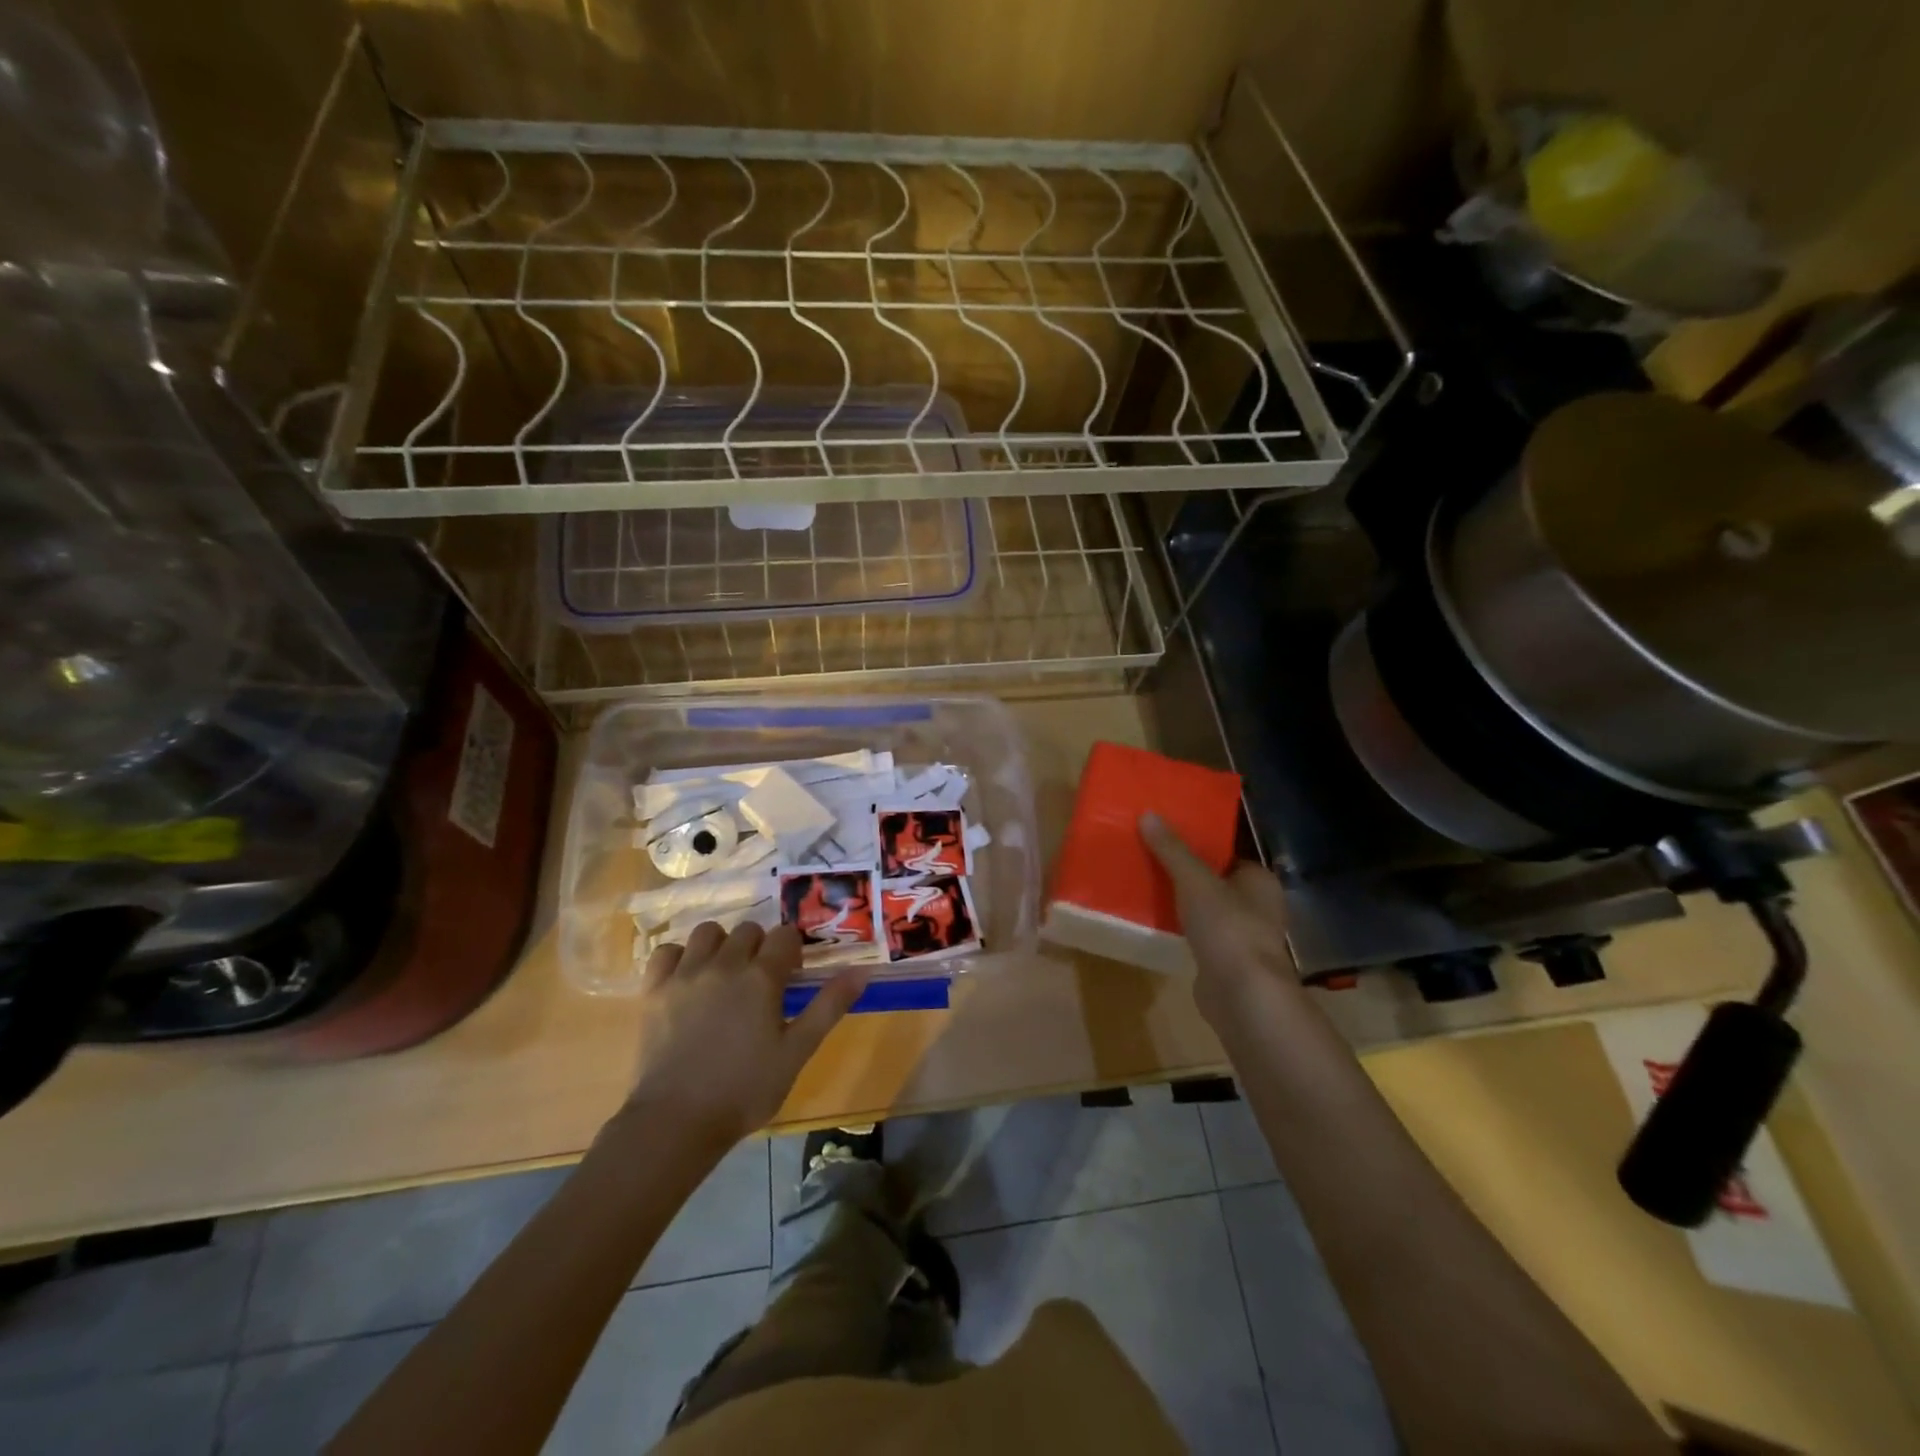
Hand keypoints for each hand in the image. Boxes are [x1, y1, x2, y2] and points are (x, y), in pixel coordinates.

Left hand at [624, 921, 869, 1151]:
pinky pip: (667, 952)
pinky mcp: (654, 990)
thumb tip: (862, 971)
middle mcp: (724, 963)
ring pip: (707, 932)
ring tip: (724, 976)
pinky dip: (679, 958)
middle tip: (760, 981)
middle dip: (759, 947)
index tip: (791, 977)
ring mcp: (685, 974)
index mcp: (761, 976)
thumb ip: (829, 1006)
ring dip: (720, 945)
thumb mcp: (797, 1051)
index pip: (785, 936)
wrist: (676, 1122)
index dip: (792, 951)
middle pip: (748, 929)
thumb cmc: (746, 1089)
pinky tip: (687, 981)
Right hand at [1140, 813, 1303, 1028]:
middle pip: (1216, 882)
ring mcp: (1244, 938)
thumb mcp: (1194, 880)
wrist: (1242, 995)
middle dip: (1187, 875)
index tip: (1168, 839)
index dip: (1200, 847)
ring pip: (1208, 911)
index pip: (1228, 855)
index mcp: (1260, 881)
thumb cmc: (1227, 928)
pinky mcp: (1227, 963)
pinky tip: (1157, 924)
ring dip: (1184, 904)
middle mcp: (1258, 907)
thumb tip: (1149, 814)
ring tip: (1147, 888)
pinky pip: (1200, 936)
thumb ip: (1172, 850)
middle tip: (1151, 861)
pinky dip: (1183, 930)